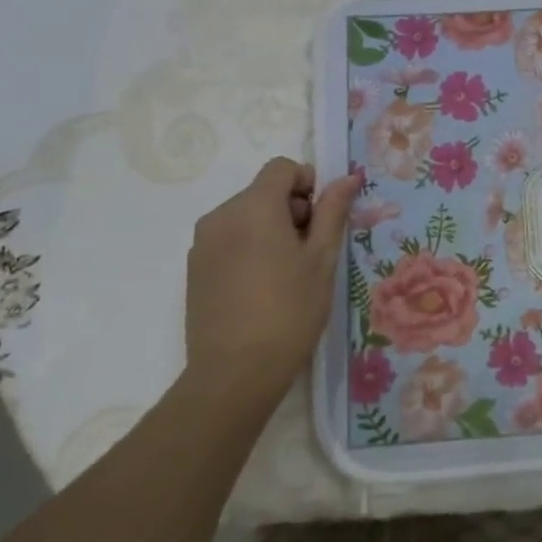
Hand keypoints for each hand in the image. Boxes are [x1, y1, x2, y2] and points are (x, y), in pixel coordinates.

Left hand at [182, 158, 356, 409]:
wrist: (235, 373)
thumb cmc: (289, 311)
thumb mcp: (322, 259)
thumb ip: (333, 212)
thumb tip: (347, 178)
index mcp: (254, 207)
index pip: (281, 168)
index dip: (308, 183)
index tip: (322, 219)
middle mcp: (221, 215)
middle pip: (263, 192)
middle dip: (291, 209)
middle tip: (311, 252)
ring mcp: (203, 243)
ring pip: (245, 217)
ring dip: (270, 229)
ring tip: (287, 274)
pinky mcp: (194, 269)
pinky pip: (228, 240)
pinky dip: (249, 248)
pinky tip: (262, 288)